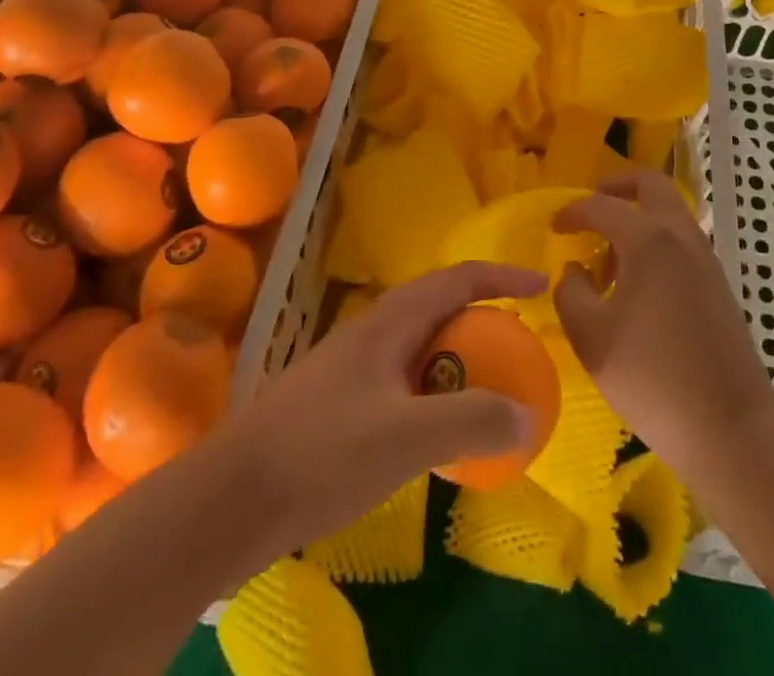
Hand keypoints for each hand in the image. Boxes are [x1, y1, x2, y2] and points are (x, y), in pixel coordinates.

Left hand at [212, 260, 547, 562]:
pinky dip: (433, 390)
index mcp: (390, 320)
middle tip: (518, 347)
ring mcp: (351, 364)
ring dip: (457, 356)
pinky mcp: (338, 400)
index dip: (502, 276)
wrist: (231, 497)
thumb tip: (528, 415)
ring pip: (419, 344)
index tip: (541, 285)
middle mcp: (372, 330)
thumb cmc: (323, 452)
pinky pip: (403, 378)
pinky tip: (434, 430)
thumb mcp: (406, 438)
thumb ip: (471, 421)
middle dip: (483, 316)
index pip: (457, 278)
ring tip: (485, 387)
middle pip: (439, 306)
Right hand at [553, 170, 773, 479]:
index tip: (553, 227)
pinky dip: (656, 241)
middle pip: (651, 184)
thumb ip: (571, 293)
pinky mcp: (718, 284)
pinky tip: (637, 285)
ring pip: (670, 212)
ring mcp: (705, 258)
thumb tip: (575, 271)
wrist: (732, 428)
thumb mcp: (592, 339)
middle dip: (617, 185)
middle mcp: (681, 236)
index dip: (572, 212)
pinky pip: (681, 240)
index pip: (602, 206)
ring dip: (638, 217)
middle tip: (591, 206)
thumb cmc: (654, 380)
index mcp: (649, 240)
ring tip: (608, 258)